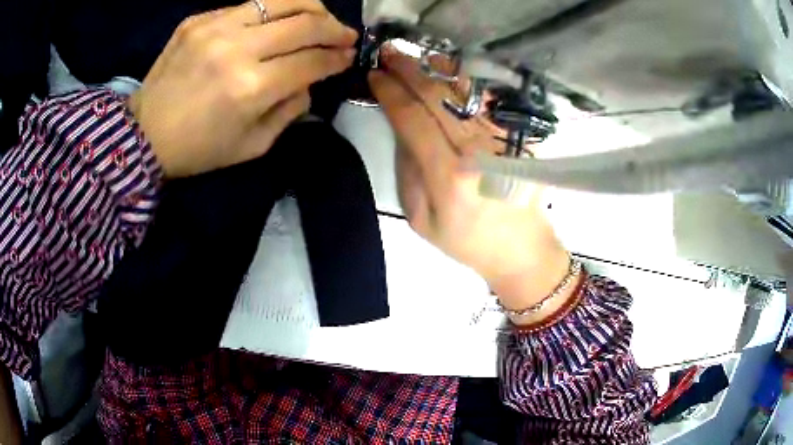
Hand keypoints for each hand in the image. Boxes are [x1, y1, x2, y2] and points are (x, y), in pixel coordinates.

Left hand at [128, 0, 357, 177]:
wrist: (143, 135)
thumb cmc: (198, 149)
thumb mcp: (253, 146)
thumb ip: (290, 111)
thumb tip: (309, 80)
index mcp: (250, 88)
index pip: (311, 61)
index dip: (337, 57)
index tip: (349, 57)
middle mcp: (236, 49)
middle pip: (305, 22)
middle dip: (335, 27)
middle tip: (344, 35)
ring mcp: (214, 27)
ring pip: (280, 0)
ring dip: (310, 8)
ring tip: (319, 18)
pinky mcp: (198, 20)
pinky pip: (247, 7)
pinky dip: (269, 14)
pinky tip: (272, 25)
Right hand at [369, 50, 573, 320]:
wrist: (519, 247)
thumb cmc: (465, 240)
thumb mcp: (420, 217)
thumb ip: (407, 168)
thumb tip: (400, 124)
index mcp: (449, 177)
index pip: (413, 119)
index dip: (390, 93)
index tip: (374, 75)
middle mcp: (477, 151)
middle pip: (437, 98)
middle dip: (408, 71)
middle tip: (389, 54)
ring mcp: (501, 141)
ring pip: (463, 93)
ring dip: (435, 70)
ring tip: (415, 58)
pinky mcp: (516, 139)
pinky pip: (485, 102)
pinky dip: (464, 82)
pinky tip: (448, 72)